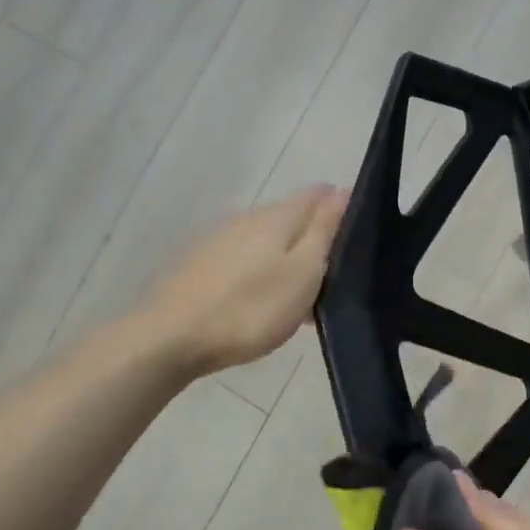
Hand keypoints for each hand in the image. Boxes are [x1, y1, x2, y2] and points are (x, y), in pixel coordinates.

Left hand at [146, 186, 348, 374]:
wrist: (171, 339)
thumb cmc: (250, 310)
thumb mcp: (302, 273)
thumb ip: (323, 231)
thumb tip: (342, 191)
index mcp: (277, 217)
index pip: (318, 194)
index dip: (342, 207)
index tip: (358, 236)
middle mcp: (247, 218)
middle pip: (291, 216)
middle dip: (315, 236)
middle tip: (335, 276)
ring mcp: (220, 240)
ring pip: (267, 239)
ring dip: (288, 257)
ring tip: (302, 295)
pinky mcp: (201, 264)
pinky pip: (246, 258)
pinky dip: (263, 272)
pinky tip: (264, 300)